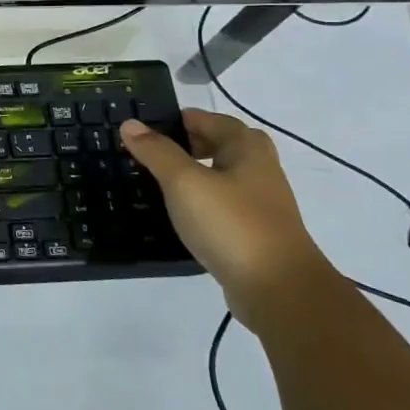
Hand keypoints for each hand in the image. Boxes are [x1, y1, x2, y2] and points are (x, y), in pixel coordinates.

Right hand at [120, 109, 336, 326]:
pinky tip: (181, 213)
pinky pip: (223, 204)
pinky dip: (202, 201)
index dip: (179, 119)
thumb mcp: (184, 182)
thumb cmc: (230, 224)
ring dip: (195, 173)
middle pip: (221, 145)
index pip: (210, 119)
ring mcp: (260, 203)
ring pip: (222, 176)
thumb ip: (156, 151)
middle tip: (153, 151)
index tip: (146, 127)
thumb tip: (130, 124)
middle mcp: (259, 169)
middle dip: (189, 144)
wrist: (278, 290)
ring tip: (160, 180)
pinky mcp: (255, 233)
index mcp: (246, 148)